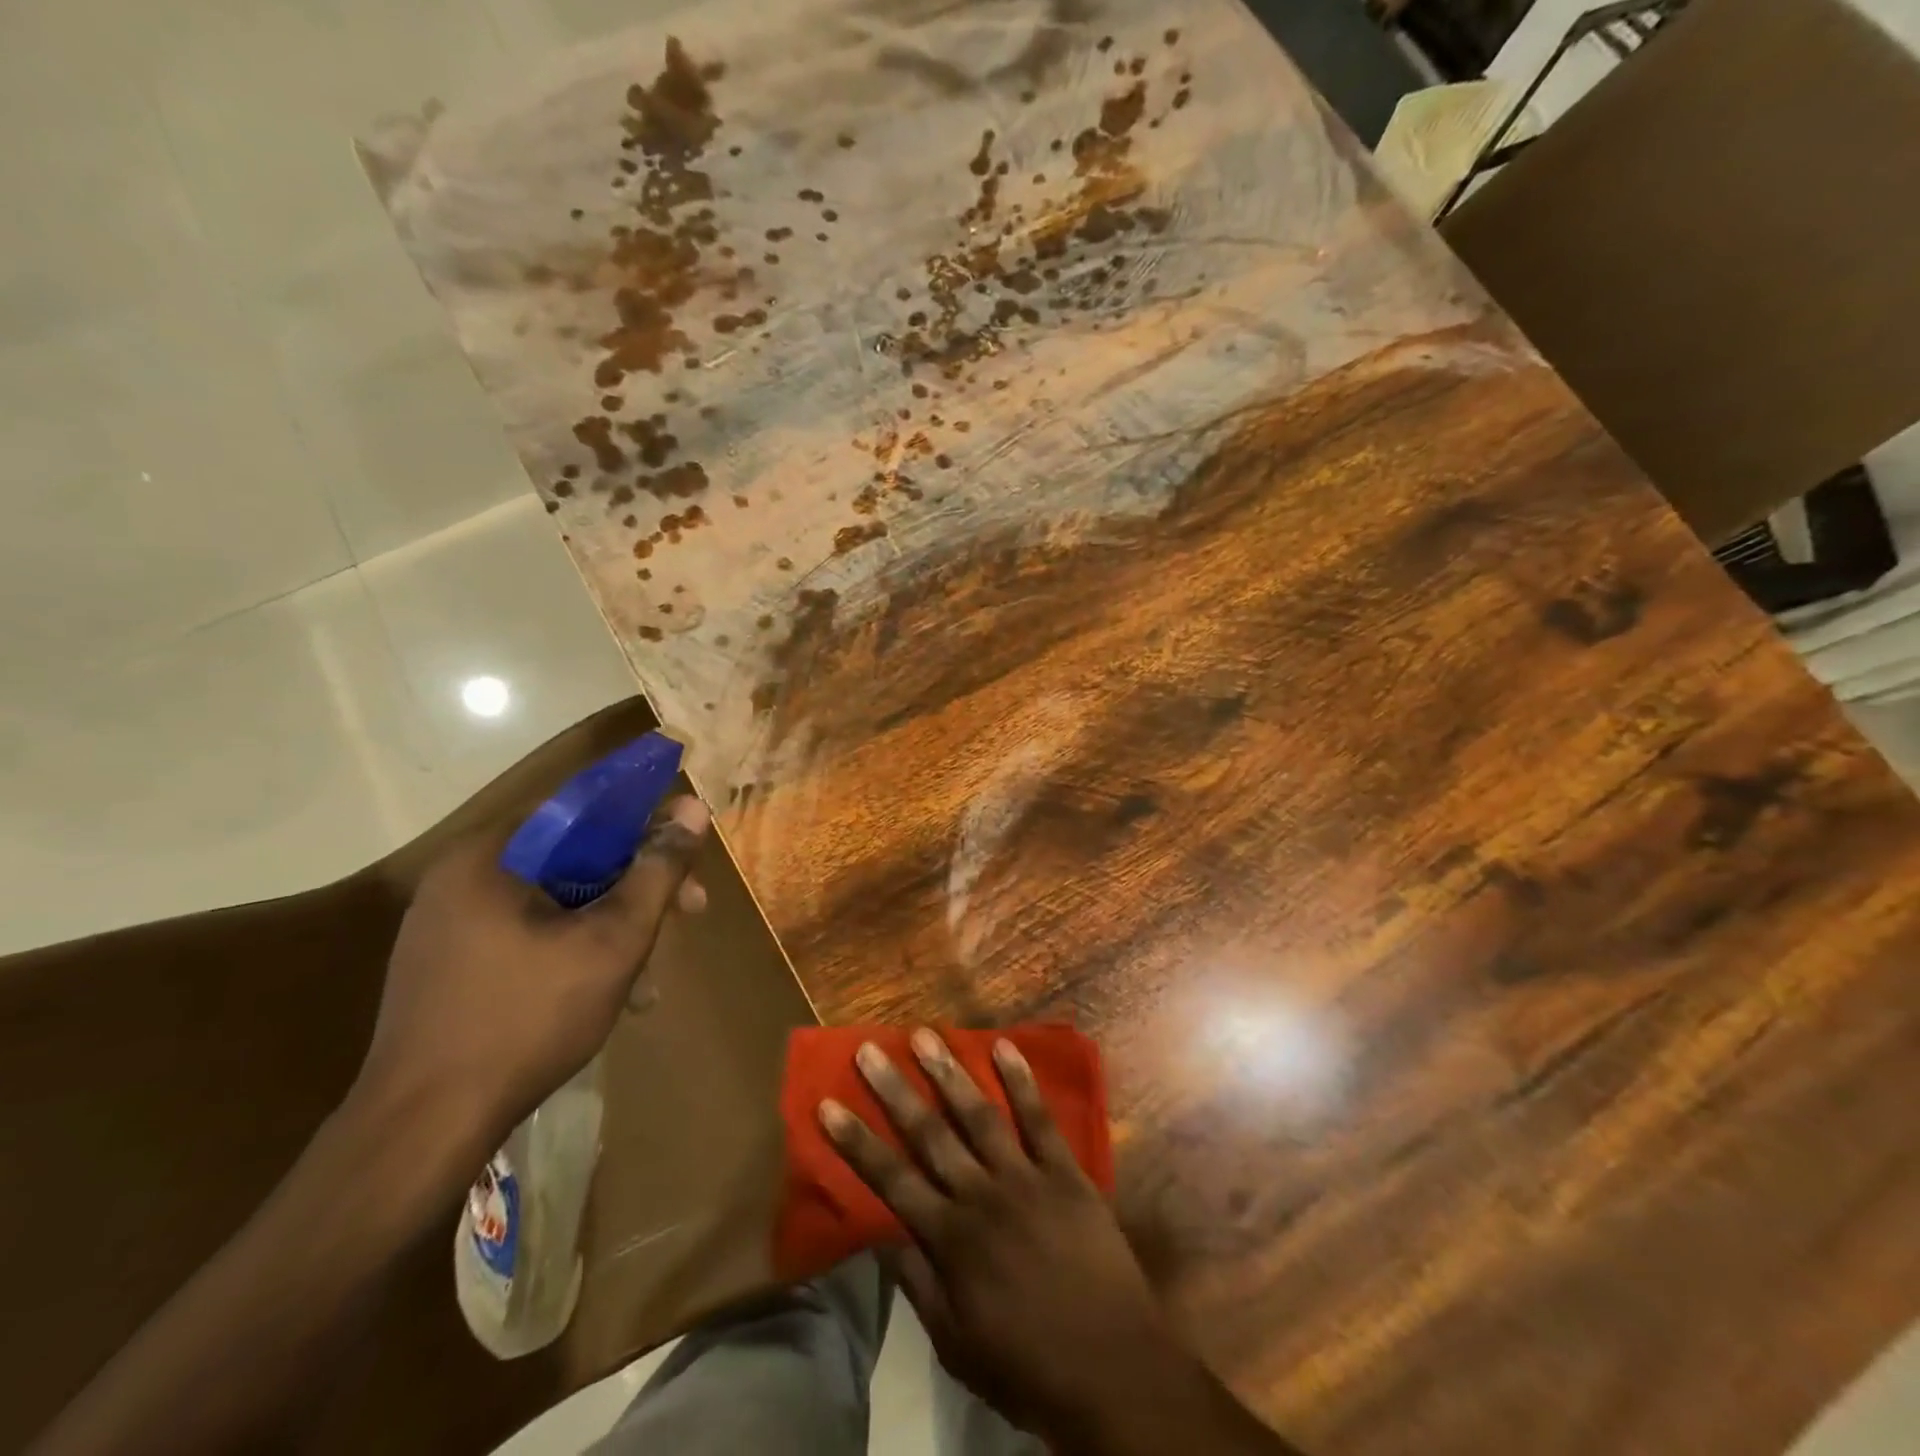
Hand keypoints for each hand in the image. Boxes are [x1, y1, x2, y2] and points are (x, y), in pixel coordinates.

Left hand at [357, 796, 709, 1153]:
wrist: (422, 1130)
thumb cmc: (526, 1019)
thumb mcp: (612, 941)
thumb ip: (657, 871)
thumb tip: (692, 808)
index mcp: (488, 856)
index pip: (582, 809)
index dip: (645, 825)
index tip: (687, 857)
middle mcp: (460, 878)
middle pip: (573, 858)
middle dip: (637, 887)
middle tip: (688, 915)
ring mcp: (447, 925)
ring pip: (555, 901)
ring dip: (611, 926)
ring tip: (649, 976)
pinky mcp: (447, 966)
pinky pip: (528, 934)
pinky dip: (573, 950)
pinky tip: (608, 994)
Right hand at [819, 1030, 1191, 1444]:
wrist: (1114, 1370)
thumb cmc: (1028, 1364)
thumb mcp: (956, 1343)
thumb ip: (917, 1281)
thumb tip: (879, 1232)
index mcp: (951, 1239)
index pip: (891, 1180)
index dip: (857, 1142)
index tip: (828, 1104)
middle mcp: (981, 1196)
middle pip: (930, 1134)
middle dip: (894, 1090)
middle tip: (870, 1050)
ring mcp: (1026, 1177)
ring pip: (979, 1114)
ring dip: (949, 1073)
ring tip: (924, 1036)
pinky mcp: (1066, 1171)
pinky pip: (1040, 1118)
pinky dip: (1021, 1082)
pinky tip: (1004, 1048)